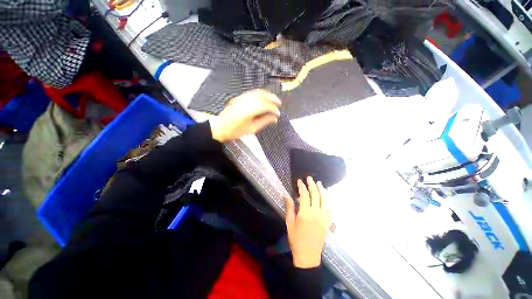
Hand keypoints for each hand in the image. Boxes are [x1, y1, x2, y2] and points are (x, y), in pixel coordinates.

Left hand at [210, 89, 280, 141]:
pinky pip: (252, 92)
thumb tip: (274, 118)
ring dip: (267, 94)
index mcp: (249, 111)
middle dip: (272, 98)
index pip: (265, 106)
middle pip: (262, 96)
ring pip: (257, 92)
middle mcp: (245, 102)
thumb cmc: (235, 131)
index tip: (278, 113)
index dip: (273, 108)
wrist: (220, 127)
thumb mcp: (252, 129)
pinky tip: (263, 98)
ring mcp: (241, 98)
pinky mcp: (239, 97)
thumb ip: (264, 122)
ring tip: (273, 99)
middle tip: (279, 103)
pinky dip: (260, 94)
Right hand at [285, 177, 331, 268]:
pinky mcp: (328, 223)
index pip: (304, 195)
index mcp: (305, 213)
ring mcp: (324, 218)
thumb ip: (289, 207)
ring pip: (325, 200)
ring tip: (319, 183)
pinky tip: (325, 198)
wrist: (308, 255)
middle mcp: (316, 213)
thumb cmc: (296, 239)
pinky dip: (327, 201)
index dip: (302, 186)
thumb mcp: (289, 223)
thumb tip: (286, 195)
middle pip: (316, 195)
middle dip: (312, 185)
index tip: (299, 181)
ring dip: (322, 190)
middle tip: (309, 178)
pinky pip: (329, 209)